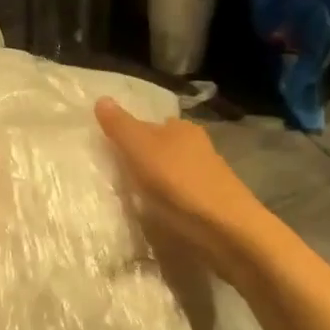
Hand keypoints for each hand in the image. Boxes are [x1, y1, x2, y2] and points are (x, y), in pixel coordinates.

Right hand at [94, 98, 271, 284]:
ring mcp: (208, 175)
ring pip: (173, 172)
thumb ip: (120, 126)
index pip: (148, 123)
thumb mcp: (140, 149)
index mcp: (181, 127)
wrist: (228, 230)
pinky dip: (169, 201)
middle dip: (142, 159)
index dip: (128, 135)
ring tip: (134, 198)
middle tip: (117, 177)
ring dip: (156, 182)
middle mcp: (198, 145)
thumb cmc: (179, 183)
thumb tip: (101, 99)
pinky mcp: (213, 203)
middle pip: (162, 147)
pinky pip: (182, 196)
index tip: (109, 152)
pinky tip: (159, 214)